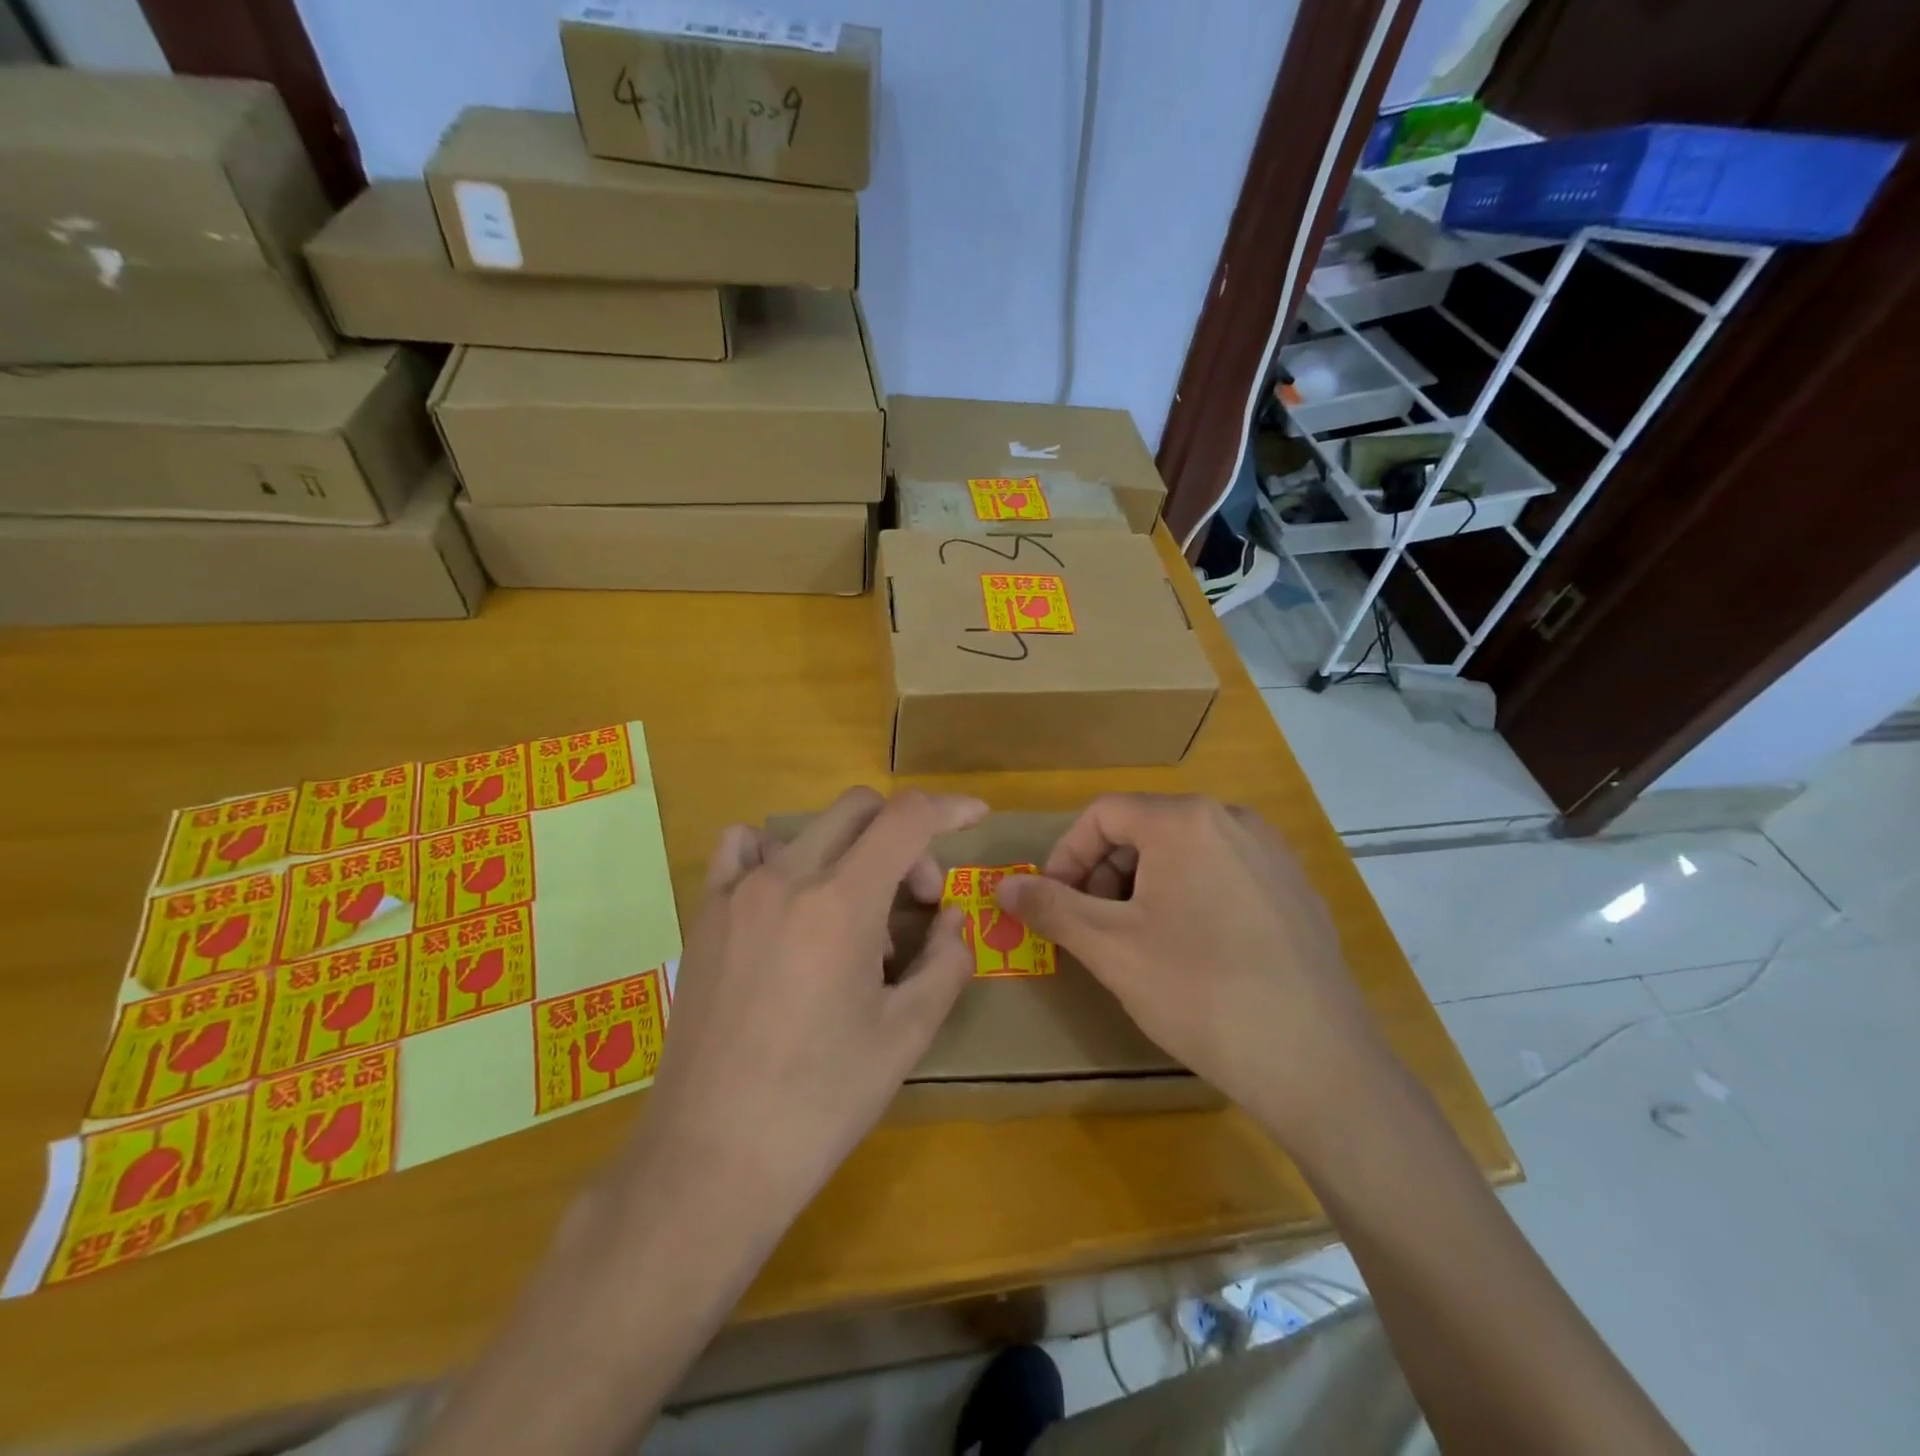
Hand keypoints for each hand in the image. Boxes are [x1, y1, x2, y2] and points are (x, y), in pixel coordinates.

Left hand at [620, 788, 985, 1221]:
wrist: (712, 1157)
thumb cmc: (821, 1103)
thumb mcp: (906, 1035)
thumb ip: (946, 961)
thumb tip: (952, 918)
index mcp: (842, 903)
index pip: (906, 818)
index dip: (950, 808)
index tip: (977, 817)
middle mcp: (787, 878)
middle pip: (861, 810)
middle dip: (905, 840)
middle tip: (916, 903)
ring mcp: (737, 892)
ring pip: (810, 828)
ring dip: (850, 850)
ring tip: (854, 917)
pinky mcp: (704, 915)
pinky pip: (744, 849)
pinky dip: (781, 853)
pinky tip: (790, 900)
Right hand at [994, 794, 1395, 1152]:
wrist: (1317, 1063)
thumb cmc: (1199, 992)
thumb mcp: (1110, 948)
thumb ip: (1051, 907)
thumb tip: (1003, 887)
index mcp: (1185, 820)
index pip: (1103, 814)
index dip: (1066, 854)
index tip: (1053, 902)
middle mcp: (1232, 819)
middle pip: (1145, 828)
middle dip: (1105, 872)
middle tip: (1093, 925)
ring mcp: (1271, 852)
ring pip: (1184, 850)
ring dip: (1144, 885)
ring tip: (1139, 941)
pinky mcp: (1294, 888)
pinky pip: (1223, 872)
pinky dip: (1189, 895)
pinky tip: (1193, 951)